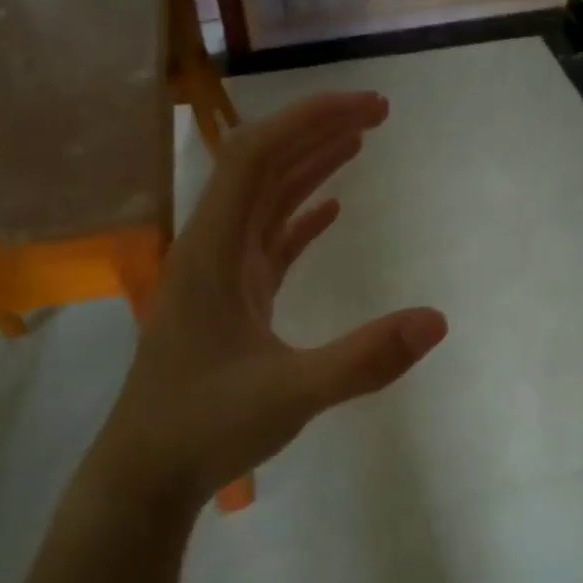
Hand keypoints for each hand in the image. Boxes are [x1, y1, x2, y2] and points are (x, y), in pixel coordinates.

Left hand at [112, 91, 447, 507]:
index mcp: (214, 251)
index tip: (366, 108)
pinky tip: (331, 209)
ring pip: (264, 201)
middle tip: (377, 114)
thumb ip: (364, 359)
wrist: (146, 475)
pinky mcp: (231, 301)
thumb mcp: (291, 395)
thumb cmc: (206, 428)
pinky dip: (300, 217)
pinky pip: (268, 242)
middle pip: (261, 166)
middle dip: (317, 131)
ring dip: (309, 167)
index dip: (309, 120)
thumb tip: (437, 321)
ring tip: (359, 142)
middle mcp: (212, 249)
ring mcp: (220, 275)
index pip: (255, 156)